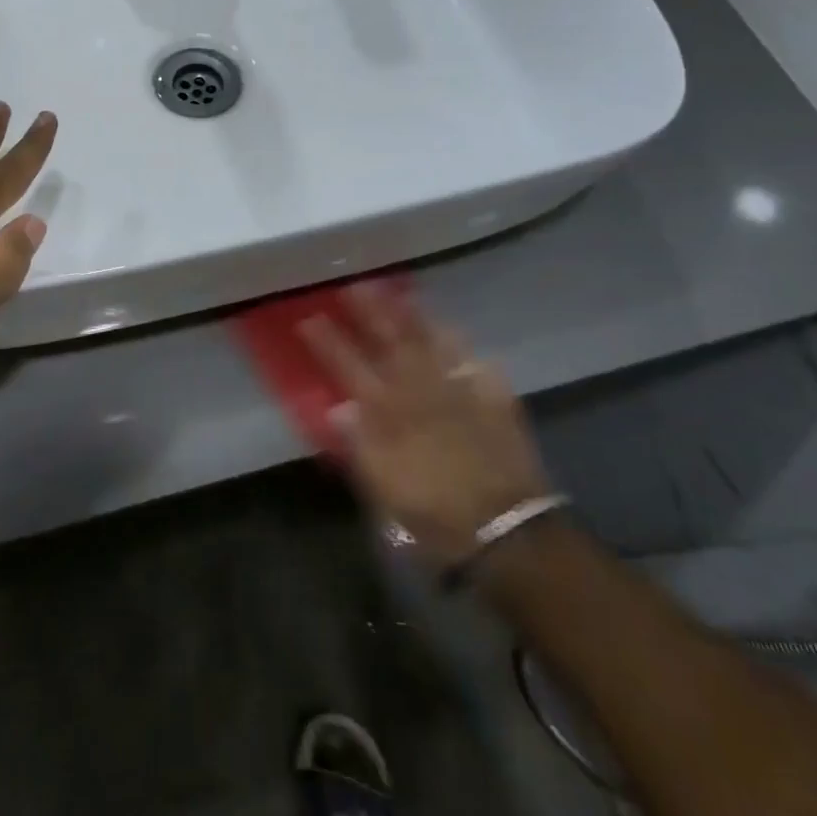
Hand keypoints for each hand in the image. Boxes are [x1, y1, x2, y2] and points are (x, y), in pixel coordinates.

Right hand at [300, 282, 552, 566]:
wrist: (505, 530)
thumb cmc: (433, 512)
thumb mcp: (382, 486)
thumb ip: (360, 443)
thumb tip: (340, 408)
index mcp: (389, 411)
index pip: (349, 366)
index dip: (329, 341)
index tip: (311, 317)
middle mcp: (422, 391)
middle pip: (393, 341)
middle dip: (372, 311)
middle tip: (358, 285)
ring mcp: (461, 391)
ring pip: (435, 343)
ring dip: (417, 317)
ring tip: (403, 295)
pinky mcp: (495, 402)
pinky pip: (478, 365)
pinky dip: (465, 349)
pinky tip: (458, 337)